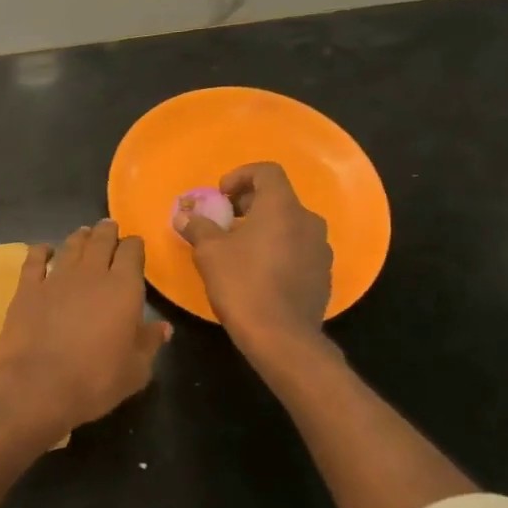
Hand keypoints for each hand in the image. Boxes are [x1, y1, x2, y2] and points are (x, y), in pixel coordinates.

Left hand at [0, 221, 170, 448]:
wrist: (37, 385)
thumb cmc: (95, 381)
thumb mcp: (135, 370)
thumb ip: (149, 343)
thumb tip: (163, 327)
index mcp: (123, 288)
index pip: (132, 253)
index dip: (134, 246)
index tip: (135, 245)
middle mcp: (91, 274)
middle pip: (101, 240)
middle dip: (108, 232)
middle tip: (110, 227)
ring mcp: (56, 277)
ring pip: (71, 245)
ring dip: (80, 237)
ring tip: (84, 233)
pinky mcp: (28, 288)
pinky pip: (35, 259)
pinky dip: (41, 251)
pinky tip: (44, 249)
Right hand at [178, 162, 332, 346]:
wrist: (281, 336)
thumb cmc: (242, 284)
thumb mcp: (209, 252)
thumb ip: (197, 227)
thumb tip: (184, 215)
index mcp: (282, 207)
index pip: (266, 171)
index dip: (240, 176)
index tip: (219, 194)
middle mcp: (308, 221)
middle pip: (278, 199)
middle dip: (248, 204)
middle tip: (223, 221)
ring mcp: (320, 249)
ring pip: (289, 226)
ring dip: (263, 229)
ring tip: (238, 249)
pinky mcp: (322, 274)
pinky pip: (298, 250)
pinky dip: (277, 250)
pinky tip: (258, 273)